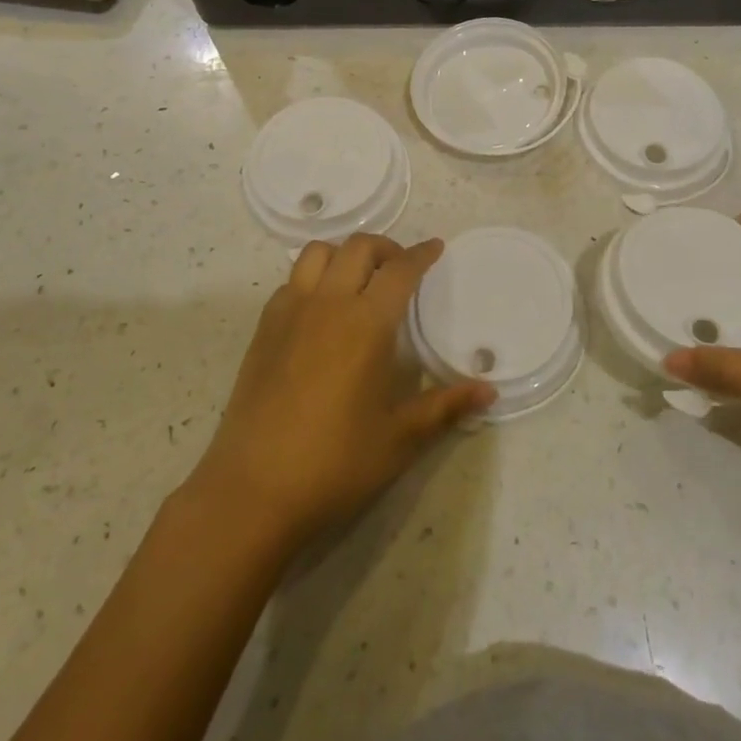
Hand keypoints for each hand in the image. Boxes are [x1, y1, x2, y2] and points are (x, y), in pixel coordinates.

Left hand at [186, 234, 492, 554]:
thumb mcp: (400, 438)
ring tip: (359, 278)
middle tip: (401, 268)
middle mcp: (328, 304)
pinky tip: (322, 309)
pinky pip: (292, 281)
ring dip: (344, 254)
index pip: (400, 270)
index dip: (421, 254)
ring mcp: (290, 313)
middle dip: (386, 248)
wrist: (252, 492)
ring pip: (317, 253)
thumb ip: (446, 406)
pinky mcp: (263, 330)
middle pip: (358, 248)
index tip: (435, 248)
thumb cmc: (335, 463)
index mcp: (366, 323)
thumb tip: (489, 390)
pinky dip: (313, 277)